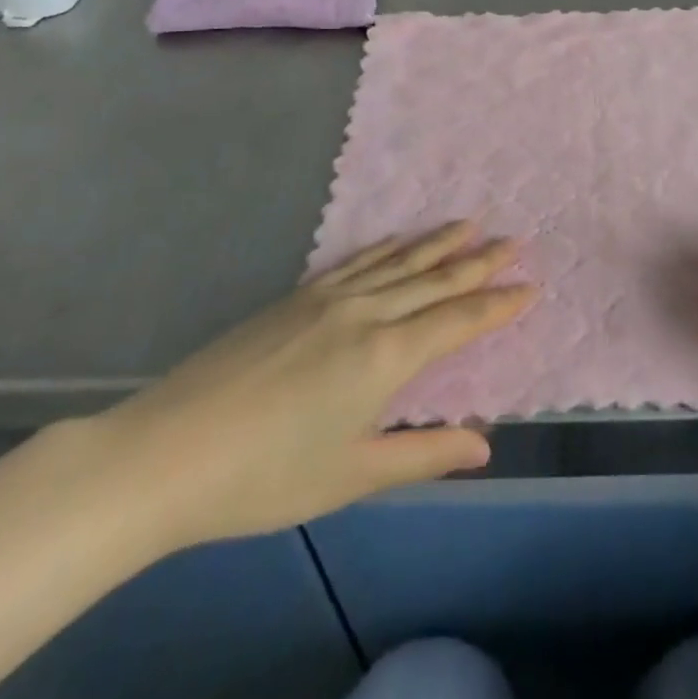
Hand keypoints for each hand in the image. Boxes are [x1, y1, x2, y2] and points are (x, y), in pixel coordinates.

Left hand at [87, 223, 532, 553]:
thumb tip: (485, 445)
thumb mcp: (351, 474)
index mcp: (386, 355)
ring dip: (439, 242)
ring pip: (399, 261)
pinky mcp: (297, 296)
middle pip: (436, 279)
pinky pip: (357, 261)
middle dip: (479, 261)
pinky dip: (387, 247)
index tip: (532, 285)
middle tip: (515, 238)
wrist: (165, 452)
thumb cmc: (264, 475)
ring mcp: (329, 298)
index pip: (458, 320)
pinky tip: (399, 238)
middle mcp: (366, 313)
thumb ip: (422, 454)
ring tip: (470, 222)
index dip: (499, 304)